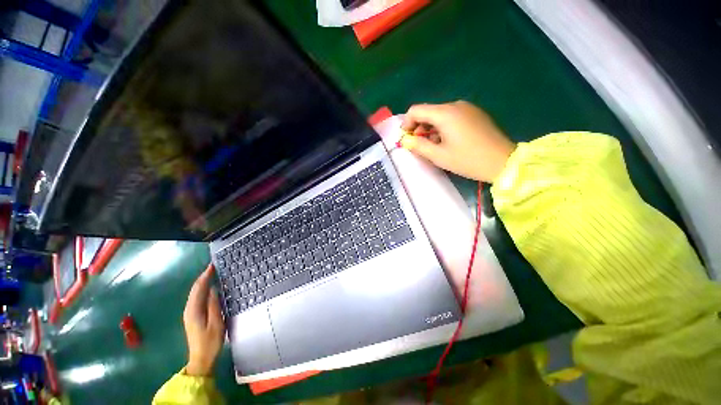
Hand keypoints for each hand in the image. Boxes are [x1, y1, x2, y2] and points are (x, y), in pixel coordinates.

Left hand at [183, 264, 224, 376]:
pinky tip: (209, 289)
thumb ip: (214, 305)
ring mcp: (189, 314)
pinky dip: (202, 290)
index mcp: (194, 310)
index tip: (213, 266)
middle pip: (195, 289)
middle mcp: (189, 310)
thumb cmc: (210, 342)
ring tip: (212, 274)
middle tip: (214, 267)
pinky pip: (196, 298)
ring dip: (202, 283)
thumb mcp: (216, 323)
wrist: (201, 360)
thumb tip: (213, 289)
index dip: (205, 276)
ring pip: (195, 293)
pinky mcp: (192, 317)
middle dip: (203, 277)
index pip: (199, 288)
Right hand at [401, 101, 515, 182]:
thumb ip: (418, 146)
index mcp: (445, 113)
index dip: (407, 123)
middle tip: (419, 145)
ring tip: (434, 146)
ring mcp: (467, 108)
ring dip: (430, 128)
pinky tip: (447, 141)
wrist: (503, 161)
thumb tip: (405, 140)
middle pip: (428, 112)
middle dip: (419, 127)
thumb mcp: (438, 156)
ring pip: (439, 115)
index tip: (406, 138)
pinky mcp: (475, 114)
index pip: (416, 110)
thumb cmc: (468, 160)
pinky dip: (443, 127)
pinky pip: (452, 117)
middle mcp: (455, 105)